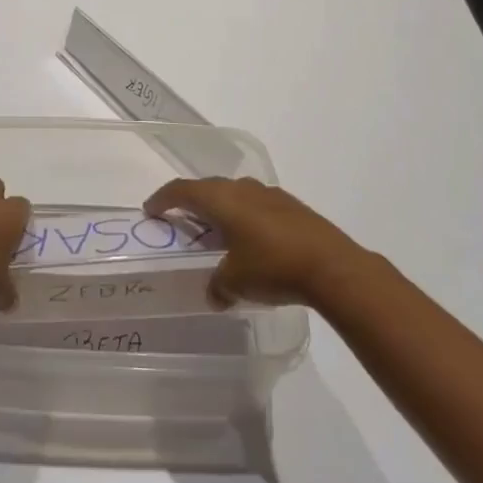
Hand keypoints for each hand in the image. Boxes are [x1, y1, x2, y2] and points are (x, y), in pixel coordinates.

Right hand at [143, 176, 372, 308]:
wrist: (332, 266)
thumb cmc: (273, 266)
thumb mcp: (236, 281)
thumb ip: (218, 286)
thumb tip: (214, 295)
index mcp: (221, 199)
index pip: (183, 190)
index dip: (163, 198)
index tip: (151, 209)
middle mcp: (242, 189)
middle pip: (208, 188)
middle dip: (192, 202)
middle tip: (181, 219)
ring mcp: (270, 195)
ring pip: (235, 195)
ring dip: (222, 209)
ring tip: (218, 231)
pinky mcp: (292, 207)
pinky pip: (257, 205)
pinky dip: (246, 217)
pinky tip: (252, 240)